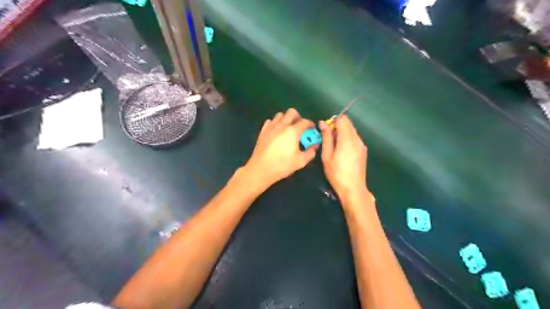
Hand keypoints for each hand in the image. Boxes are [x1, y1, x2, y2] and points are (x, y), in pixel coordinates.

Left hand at [244, 109, 317, 187]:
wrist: (261, 169)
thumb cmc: (282, 165)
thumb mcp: (300, 162)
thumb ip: (310, 152)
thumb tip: (315, 146)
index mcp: (293, 131)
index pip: (304, 122)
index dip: (310, 124)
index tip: (312, 128)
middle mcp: (282, 125)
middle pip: (291, 112)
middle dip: (298, 117)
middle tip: (300, 126)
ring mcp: (271, 127)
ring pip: (280, 115)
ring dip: (286, 119)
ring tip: (288, 128)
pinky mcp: (263, 131)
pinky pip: (270, 121)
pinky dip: (275, 123)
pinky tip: (276, 131)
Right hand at [321, 116, 365, 201]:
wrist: (353, 188)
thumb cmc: (337, 173)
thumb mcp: (327, 155)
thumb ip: (326, 137)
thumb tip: (323, 123)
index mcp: (347, 138)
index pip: (343, 119)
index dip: (333, 121)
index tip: (326, 131)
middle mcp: (357, 139)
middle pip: (348, 124)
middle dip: (337, 127)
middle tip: (328, 139)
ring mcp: (362, 145)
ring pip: (352, 131)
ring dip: (342, 133)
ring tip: (334, 147)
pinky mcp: (363, 151)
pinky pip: (354, 138)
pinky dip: (347, 139)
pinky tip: (341, 152)